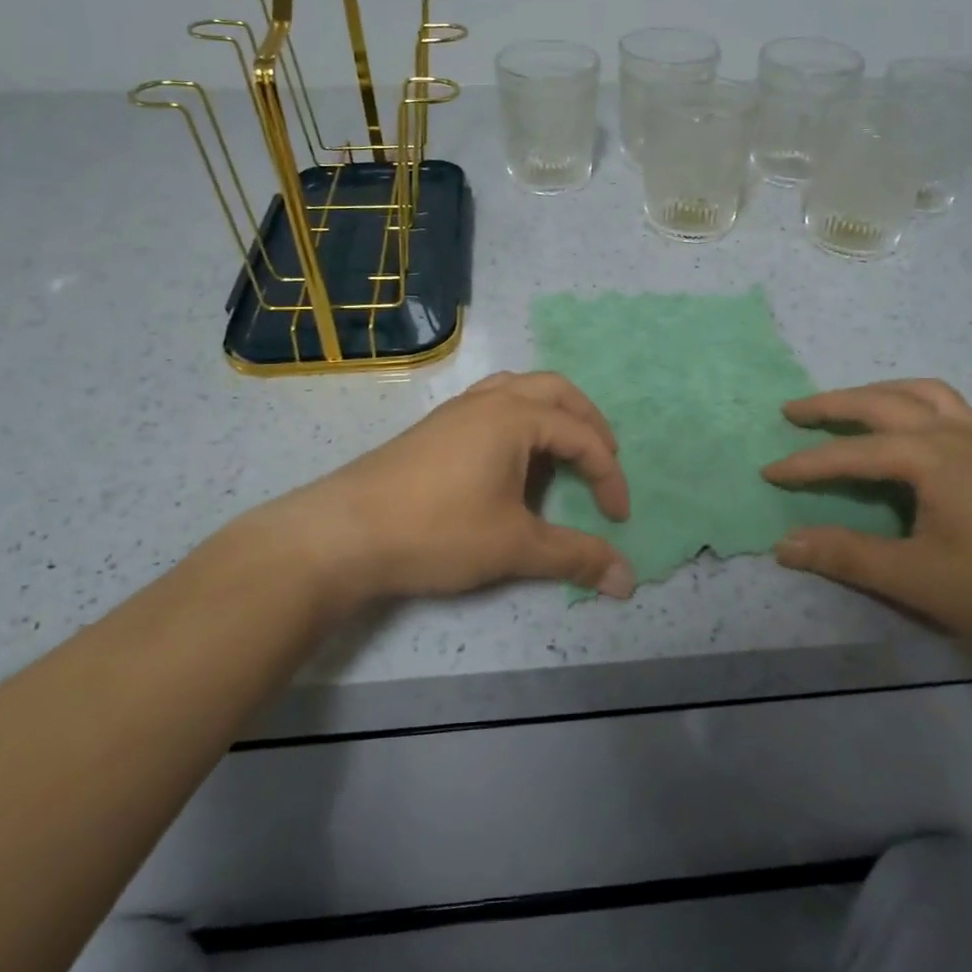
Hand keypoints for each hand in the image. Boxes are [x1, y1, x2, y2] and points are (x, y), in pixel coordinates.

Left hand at [267, 371, 635, 611]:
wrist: (342, 534)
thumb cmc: (437, 531)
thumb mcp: (513, 546)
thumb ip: (574, 557)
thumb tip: (628, 582)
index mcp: (515, 417)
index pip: (582, 437)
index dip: (608, 476)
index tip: (618, 518)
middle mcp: (489, 400)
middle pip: (555, 390)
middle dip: (588, 423)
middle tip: (603, 460)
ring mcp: (457, 409)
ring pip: (519, 389)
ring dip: (551, 412)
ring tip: (561, 451)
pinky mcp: (435, 427)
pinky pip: (491, 403)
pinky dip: (519, 418)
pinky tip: (510, 456)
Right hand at [762, 379, 971, 661]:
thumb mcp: (917, 579)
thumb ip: (847, 556)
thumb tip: (784, 544)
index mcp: (928, 458)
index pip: (851, 453)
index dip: (806, 463)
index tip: (769, 472)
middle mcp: (952, 435)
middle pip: (881, 403)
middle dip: (832, 404)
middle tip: (793, 410)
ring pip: (922, 394)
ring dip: (879, 392)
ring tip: (852, 404)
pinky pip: (957, 410)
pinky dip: (926, 404)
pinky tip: (924, 423)